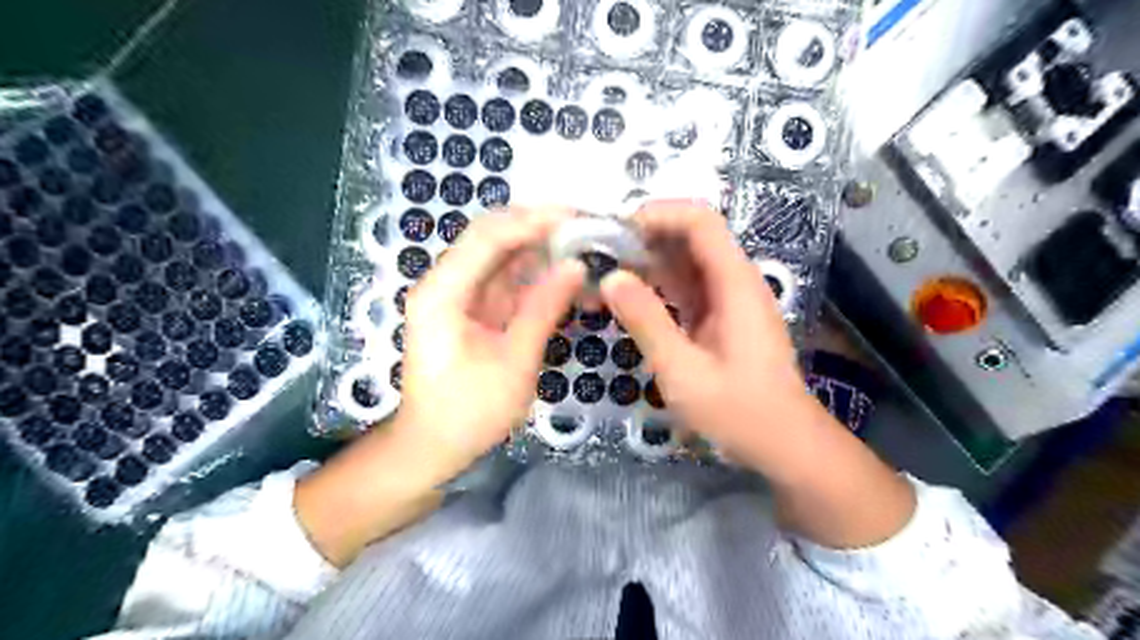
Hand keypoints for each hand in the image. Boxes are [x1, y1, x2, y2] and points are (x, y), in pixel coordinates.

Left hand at [396, 209, 585, 476]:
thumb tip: (577, 266)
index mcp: (443, 292)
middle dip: (539, 227)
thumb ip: (544, 309)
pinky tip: (568, 276)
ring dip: (542, 250)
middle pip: (493, 238)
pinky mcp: (474, 311)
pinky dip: (538, 277)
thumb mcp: (513, 362)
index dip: (532, 220)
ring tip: (585, 247)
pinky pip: (508, 282)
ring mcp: (460, 296)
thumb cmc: (469, 412)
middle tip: (587, 227)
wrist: (433, 447)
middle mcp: (446, 284)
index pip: (488, 236)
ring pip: (503, 257)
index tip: (578, 217)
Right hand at [601, 203, 813, 462]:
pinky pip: (686, 288)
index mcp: (735, 283)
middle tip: (600, 251)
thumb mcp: (683, 371)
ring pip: (686, 262)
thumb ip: (647, 321)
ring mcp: (729, 300)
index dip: (659, 214)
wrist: (784, 444)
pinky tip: (628, 296)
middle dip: (646, 236)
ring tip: (605, 270)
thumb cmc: (739, 412)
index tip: (616, 228)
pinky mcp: (720, 318)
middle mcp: (735, 281)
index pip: (700, 222)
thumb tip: (610, 278)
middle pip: (691, 237)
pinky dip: (657, 286)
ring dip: (648, 261)